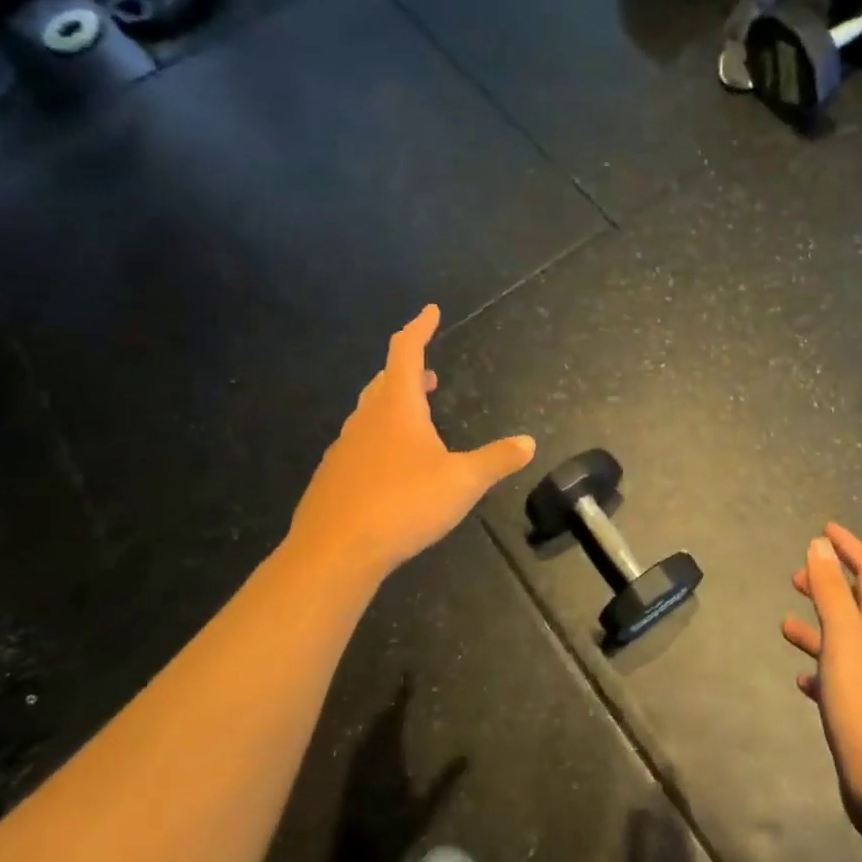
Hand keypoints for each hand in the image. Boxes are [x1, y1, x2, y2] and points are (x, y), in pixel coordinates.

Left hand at [289, 306, 534, 579]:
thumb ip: (496, 460)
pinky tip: (390, 467)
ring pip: (370, 413)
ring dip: (394, 406)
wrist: (334, 551)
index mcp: (397, 407)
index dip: (420, 328)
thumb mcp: (462, 483)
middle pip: (385, 381)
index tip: (430, 311)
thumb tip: (528, 443)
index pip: (407, 352)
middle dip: (409, 372)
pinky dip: (379, 439)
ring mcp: (344, 447)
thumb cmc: (403, 505)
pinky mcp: (333, 476)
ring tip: (416, 419)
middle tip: (431, 375)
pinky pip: (359, 444)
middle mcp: (366, 418)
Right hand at [783, 524, 861, 832]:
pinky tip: (802, 679)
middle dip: (829, 584)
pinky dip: (820, 667)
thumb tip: (820, 543)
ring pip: (844, 639)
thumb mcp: (842, 636)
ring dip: (818, 625)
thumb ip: (830, 590)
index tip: (824, 528)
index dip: (849, 547)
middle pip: (858, 602)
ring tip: (785, 623)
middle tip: (795, 576)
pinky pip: (839, 676)